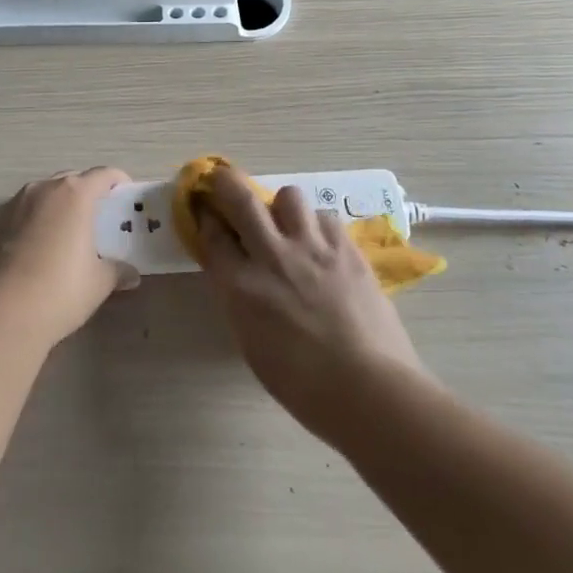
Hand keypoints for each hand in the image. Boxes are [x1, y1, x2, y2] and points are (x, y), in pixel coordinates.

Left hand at [0, 167, 137, 348]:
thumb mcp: (99, 283)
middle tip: (96, 217)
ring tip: (62, 234)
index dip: (117, 181)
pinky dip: (30, 224)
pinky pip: (18, 215)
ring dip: (55, 207)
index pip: (103, 174)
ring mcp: (12, 205)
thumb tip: (131, 274)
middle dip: (85, 192)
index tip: (124, 194)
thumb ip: (117, 271)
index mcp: (74, 194)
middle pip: (71, 180)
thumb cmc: (61, 290)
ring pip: (41, 196)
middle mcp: (42, 189)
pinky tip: (32, 251)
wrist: (1, 314)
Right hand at [196, 164, 424, 434]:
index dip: (204, 217)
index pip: (212, 235)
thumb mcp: (252, 345)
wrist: (368, 389)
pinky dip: (317, 225)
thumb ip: (240, 301)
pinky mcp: (346, 248)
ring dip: (281, 206)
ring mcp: (312, 248)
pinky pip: (325, 217)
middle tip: (224, 182)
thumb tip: (237, 276)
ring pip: (289, 196)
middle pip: (240, 197)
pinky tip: (322, 245)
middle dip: (225, 182)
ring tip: (288, 224)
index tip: (204, 210)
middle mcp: (271, 256)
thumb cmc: (302, 385)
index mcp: (240, 286)